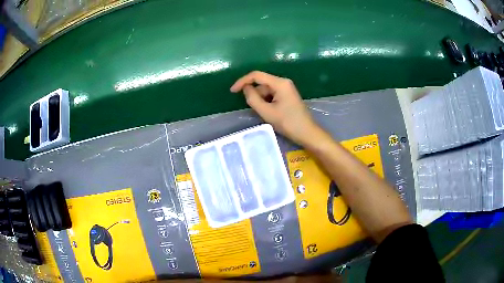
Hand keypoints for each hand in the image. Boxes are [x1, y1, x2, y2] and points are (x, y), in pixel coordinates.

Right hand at [231, 71, 321, 145]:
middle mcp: (283, 82)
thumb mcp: (267, 112)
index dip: (242, 81)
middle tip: (256, 110)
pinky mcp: (287, 95)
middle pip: (262, 84)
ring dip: (261, 100)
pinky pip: (272, 95)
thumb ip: (253, 98)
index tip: (232, 91)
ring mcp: (286, 89)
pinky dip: (267, 102)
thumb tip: (245, 88)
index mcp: (280, 83)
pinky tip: (270, 113)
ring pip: (266, 90)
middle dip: (255, 95)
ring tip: (265, 114)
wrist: (307, 133)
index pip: (256, 75)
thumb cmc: (288, 123)